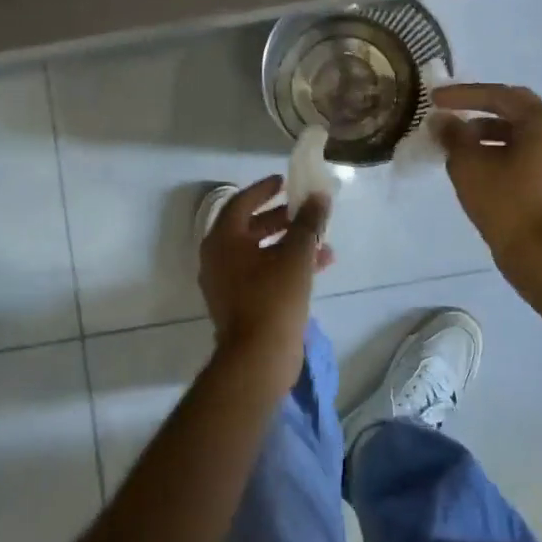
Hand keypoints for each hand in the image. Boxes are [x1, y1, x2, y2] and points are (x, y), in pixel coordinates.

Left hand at [197, 176, 331, 389]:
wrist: (258, 359)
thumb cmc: (273, 298)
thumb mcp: (296, 255)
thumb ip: (308, 222)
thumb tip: (319, 196)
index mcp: (222, 240)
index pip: (241, 202)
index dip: (264, 189)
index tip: (285, 182)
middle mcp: (218, 258)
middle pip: (250, 227)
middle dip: (282, 218)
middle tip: (305, 211)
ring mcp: (227, 283)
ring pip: (260, 252)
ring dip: (290, 243)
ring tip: (322, 242)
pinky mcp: (240, 303)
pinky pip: (262, 273)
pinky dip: (285, 265)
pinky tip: (317, 267)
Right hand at [432, 83, 541, 269]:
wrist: (540, 255)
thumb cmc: (505, 201)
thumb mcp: (469, 163)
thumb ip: (453, 135)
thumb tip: (441, 120)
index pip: (499, 96)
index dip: (463, 95)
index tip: (434, 99)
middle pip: (515, 111)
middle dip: (479, 110)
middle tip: (449, 113)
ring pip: (524, 133)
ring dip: (491, 133)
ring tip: (459, 143)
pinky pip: (532, 153)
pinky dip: (506, 151)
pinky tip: (480, 163)